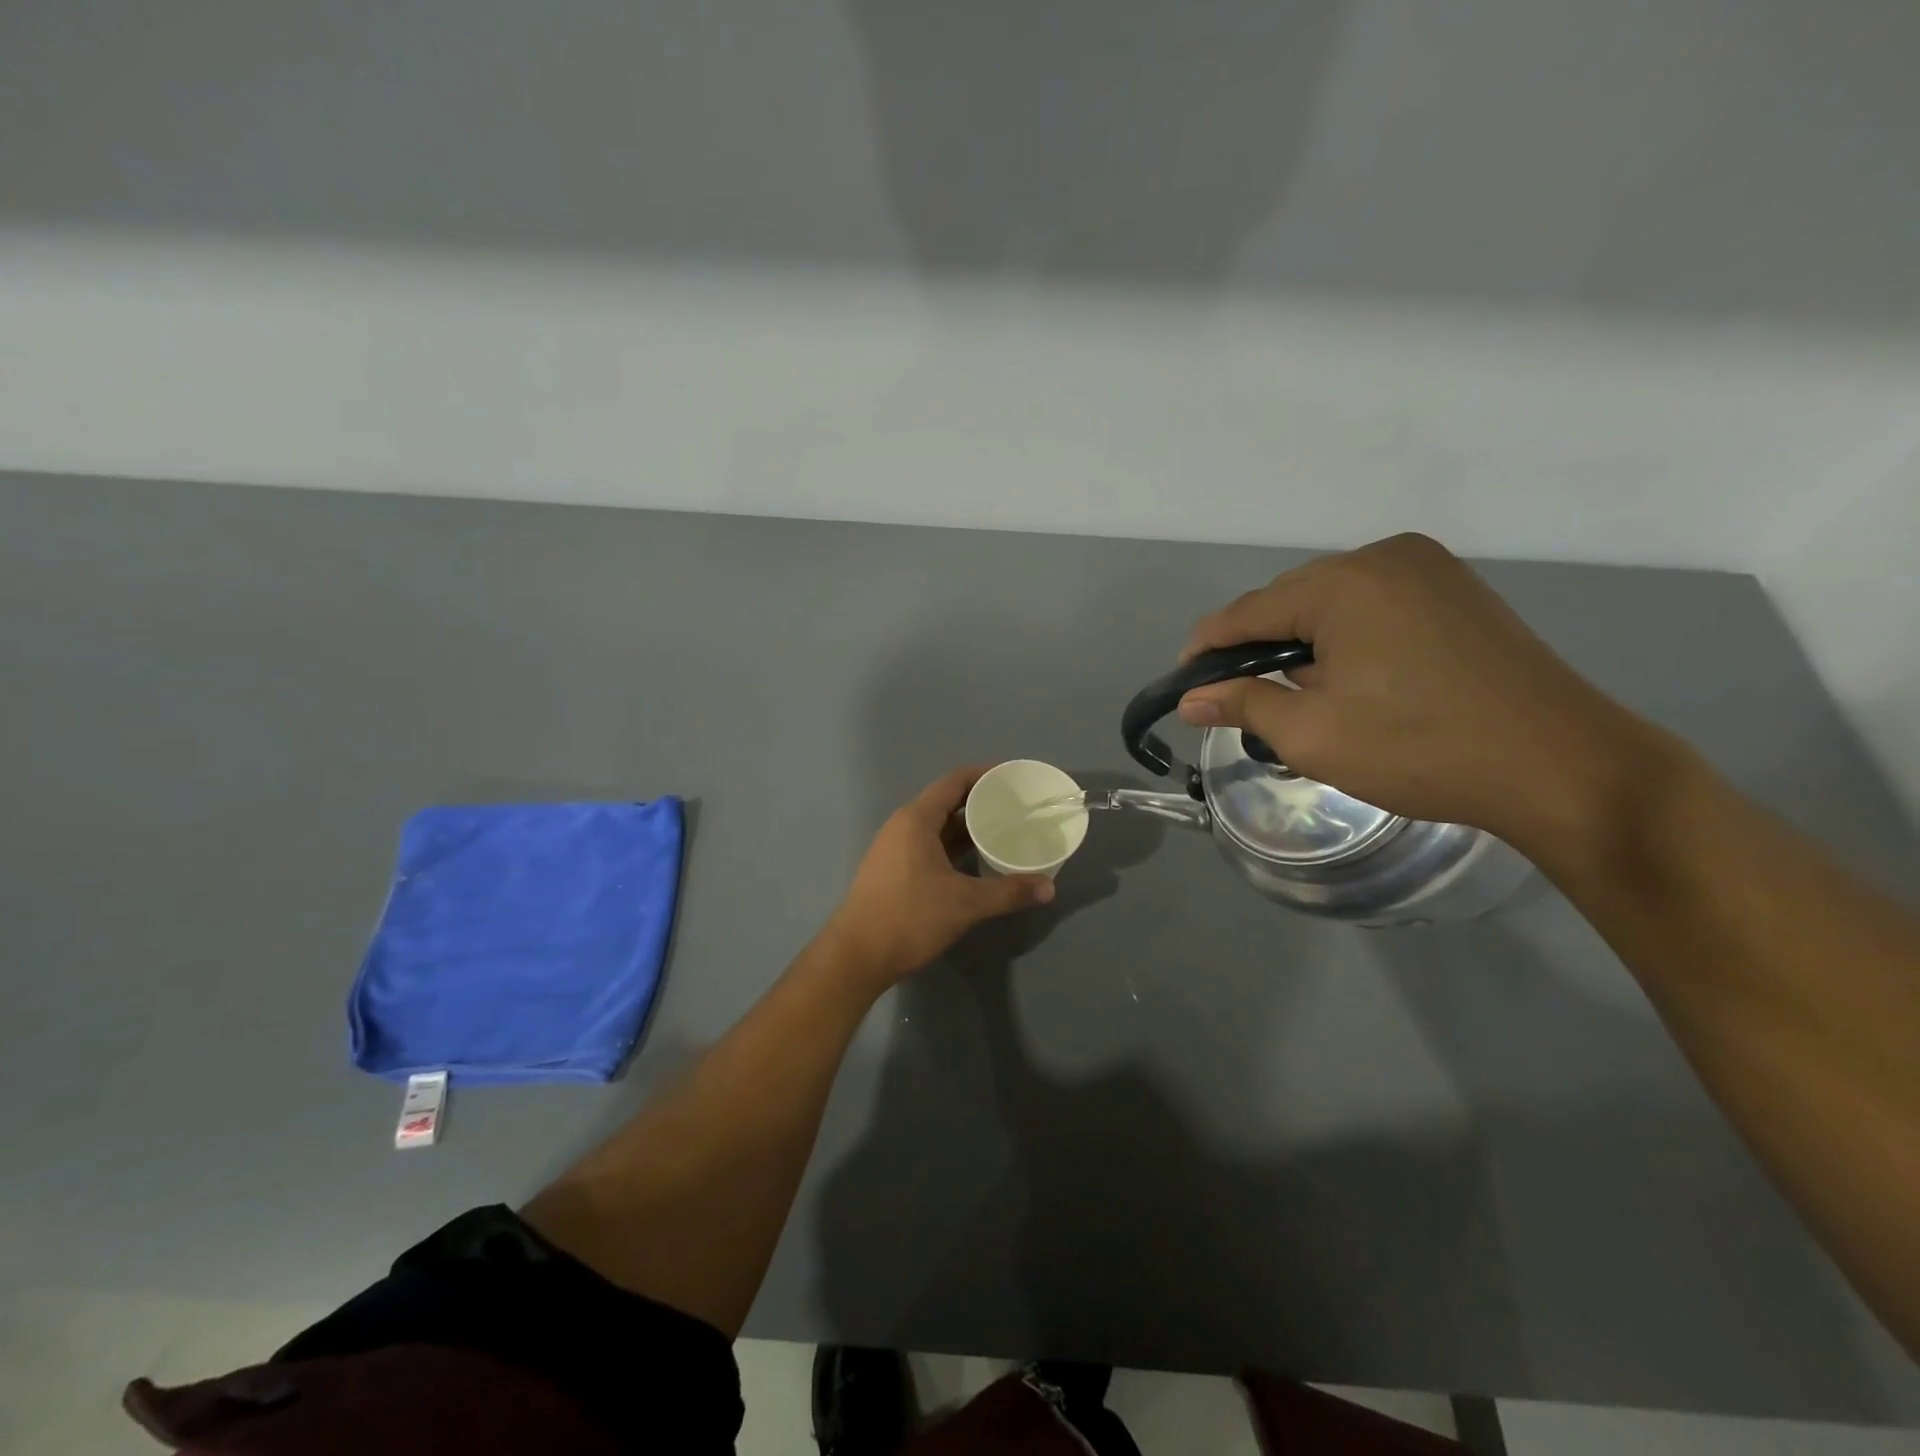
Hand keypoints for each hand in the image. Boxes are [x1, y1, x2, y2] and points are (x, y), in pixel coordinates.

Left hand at [824, 765, 1055, 985]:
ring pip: (937, 828)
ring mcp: (894, 849)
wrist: (856, 956)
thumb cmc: (909, 917)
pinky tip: (976, 862)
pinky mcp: (892, 871)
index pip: (954, 781)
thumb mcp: (965, 904)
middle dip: (980, 803)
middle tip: (1016, 809)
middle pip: (946, 802)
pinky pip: (929, 846)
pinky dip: (953, 848)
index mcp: (916, 819)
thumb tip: (1049, 888)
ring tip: (1003, 832)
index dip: (984, 775)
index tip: (1013, 779)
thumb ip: (1008, 892)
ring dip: (967, 828)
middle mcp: (902, 826)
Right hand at [1177, 533, 1663, 852]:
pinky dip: (1345, 634)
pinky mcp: (1455, 589)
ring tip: (1295, 692)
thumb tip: (1191, 699)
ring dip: (1302, 641)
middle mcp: (1383, 557)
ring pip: (1331, 600)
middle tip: (1240, 699)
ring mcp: (1427, 567)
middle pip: (1288, 599)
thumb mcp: (1313, 735)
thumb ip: (1242, 706)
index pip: (1246, 611)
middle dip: (1257, 646)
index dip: (1207, 649)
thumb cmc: (1421, 750)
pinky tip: (1348, 674)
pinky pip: (1372, 602)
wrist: (1562, 766)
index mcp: (1343, 584)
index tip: (1185, 685)